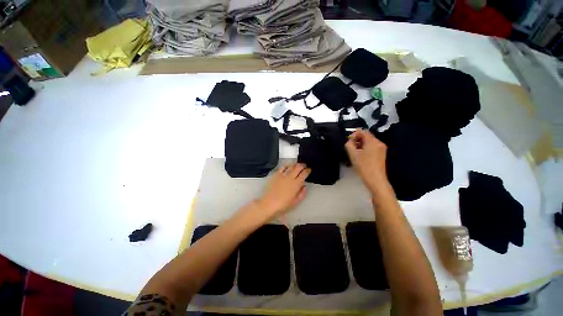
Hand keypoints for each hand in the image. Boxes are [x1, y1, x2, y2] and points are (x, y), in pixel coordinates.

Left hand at [257, 163, 309, 218]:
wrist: (268, 204)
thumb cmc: (283, 205)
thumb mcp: (295, 202)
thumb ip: (302, 193)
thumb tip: (304, 186)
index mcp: (296, 184)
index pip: (304, 174)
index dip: (308, 170)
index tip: (309, 170)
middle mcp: (290, 177)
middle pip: (298, 167)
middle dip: (302, 165)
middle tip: (304, 165)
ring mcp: (282, 175)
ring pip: (291, 166)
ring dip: (295, 164)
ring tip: (297, 165)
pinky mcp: (276, 175)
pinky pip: (282, 167)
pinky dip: (286, 165)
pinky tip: (288, 166)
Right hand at [345, 129, 389, 192]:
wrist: (376, 180)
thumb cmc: (363, 166)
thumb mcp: (353, 155)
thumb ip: (349, 145)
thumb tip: (349, 141)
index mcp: (373, 141)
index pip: (363, 131)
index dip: (354, 134)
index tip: (348, 141)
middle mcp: (379, 143)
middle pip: (367, 136)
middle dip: (357, 139)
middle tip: (350, 146)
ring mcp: (382, 148)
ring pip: (370, 141)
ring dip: (361, 144)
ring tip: (355, 151)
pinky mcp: (382, 154)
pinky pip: (373, 146)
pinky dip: (366, 147)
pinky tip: (361, 155)